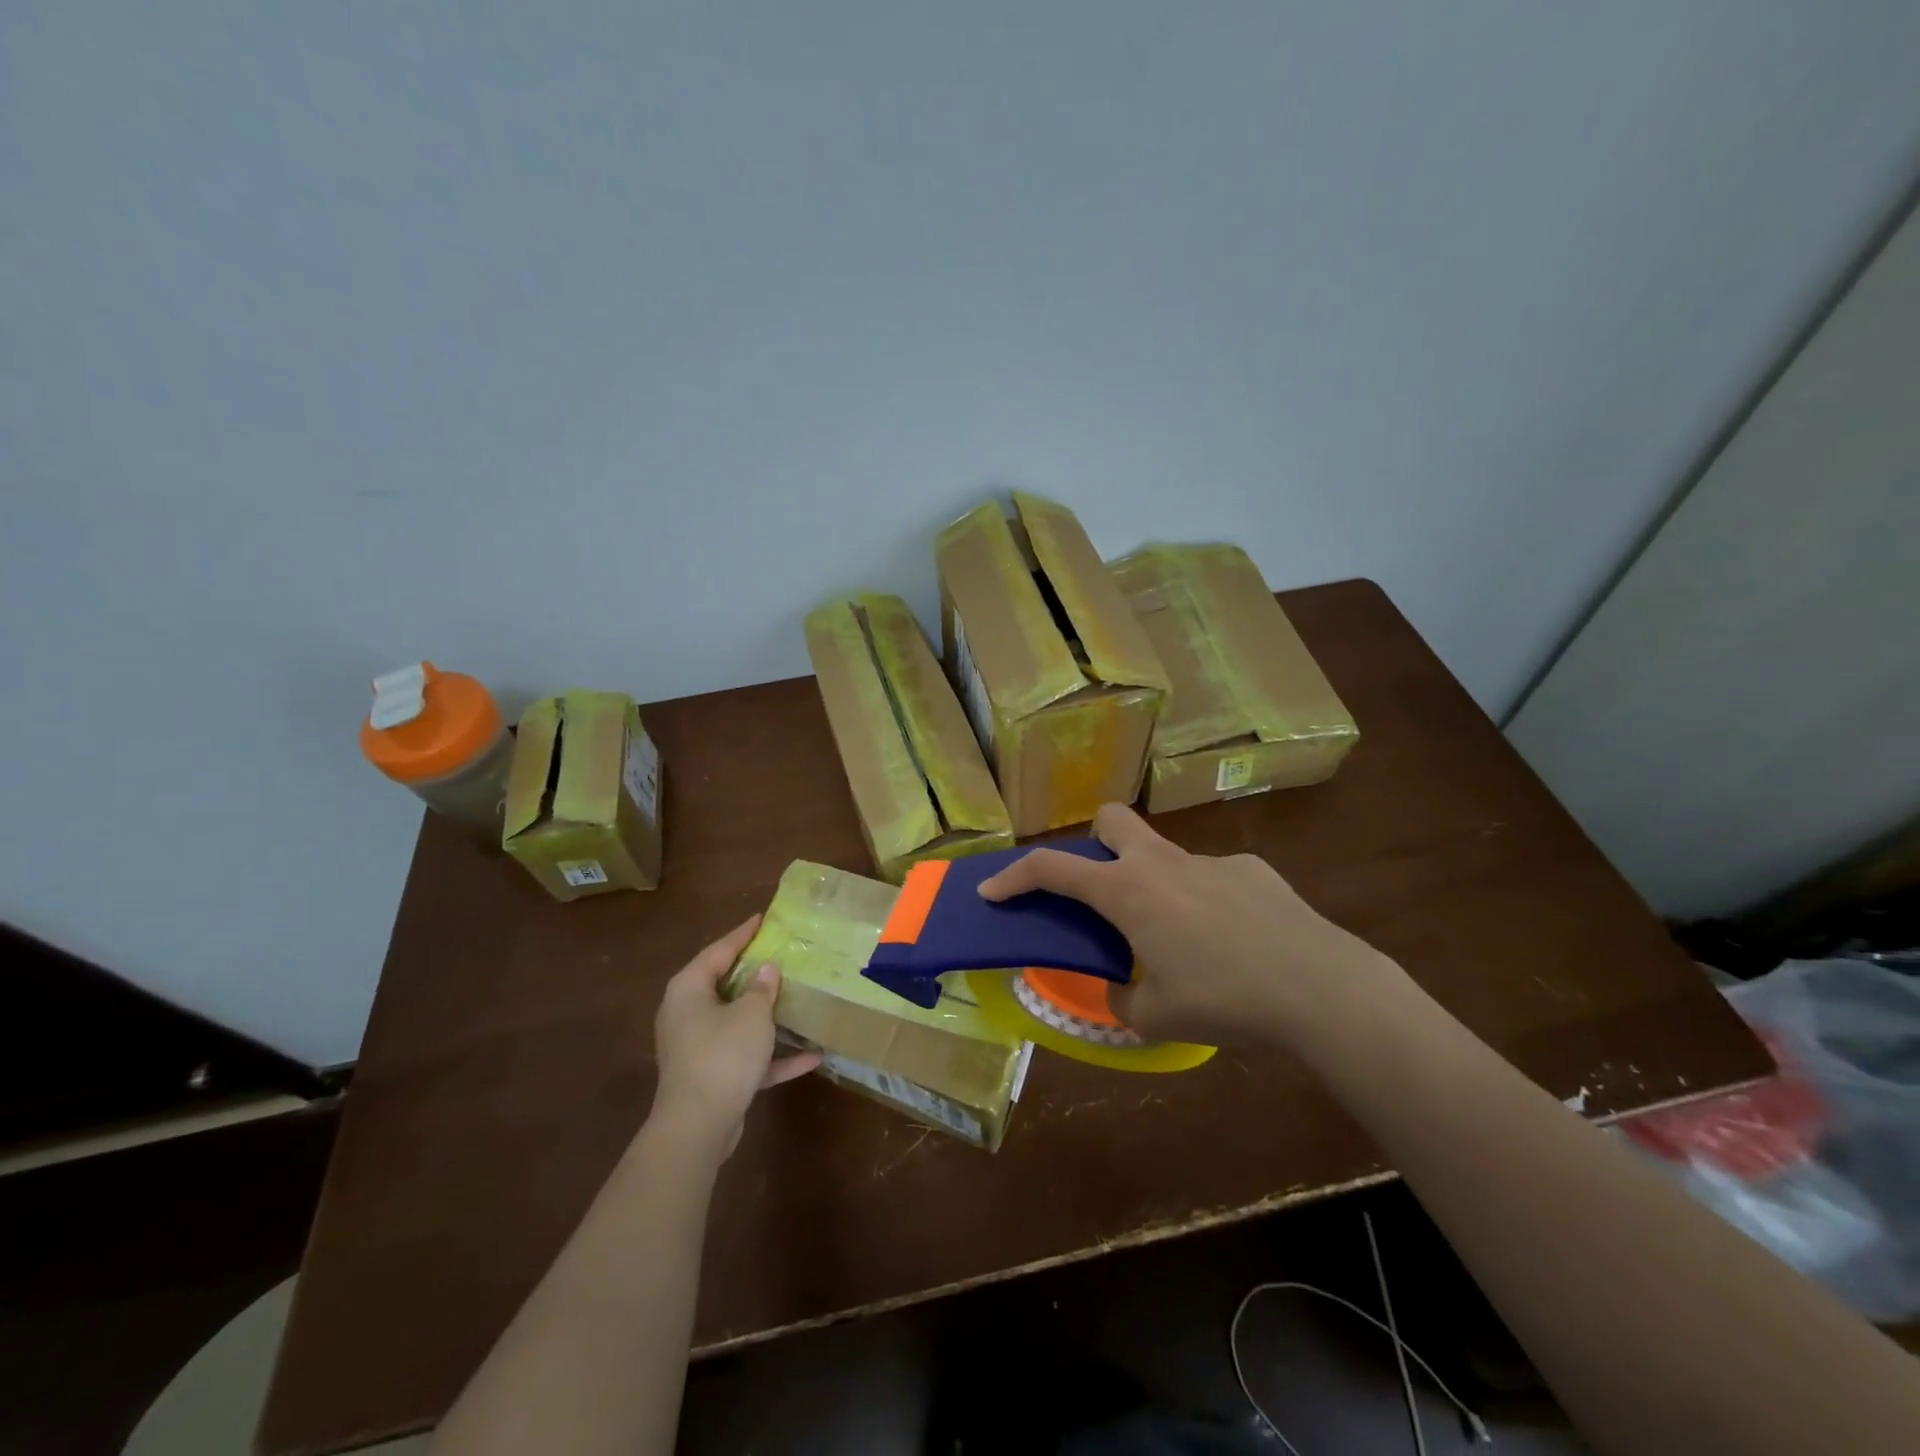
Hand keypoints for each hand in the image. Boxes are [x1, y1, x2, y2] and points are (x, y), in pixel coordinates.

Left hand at [650, 916, 818, 1158]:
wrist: (697, 1126)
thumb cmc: (722, 1054)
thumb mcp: (752, 1013)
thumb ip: (762, 987)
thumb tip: (766, 969)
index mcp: (689, 989)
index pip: (718, 951)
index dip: (742, 934)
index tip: (763, 920)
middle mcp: (687, 1014)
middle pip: (725, 986)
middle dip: (755, 975)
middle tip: (782, 956)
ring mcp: (697, 1048)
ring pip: (736, 1023)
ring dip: (767, 1018)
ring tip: (797, 1002)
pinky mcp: (712, 1078)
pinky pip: (746, 1058)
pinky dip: (772, 1057)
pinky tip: (811, 1058)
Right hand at [978, 804, 1400, 1047]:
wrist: (1317, 989)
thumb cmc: (1223, 999)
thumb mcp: (1156, 1016)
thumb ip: (1125, 997)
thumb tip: (1123, 987)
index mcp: (1128, 891)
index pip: (1052, 868)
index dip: (1014, 877)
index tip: (991, 890)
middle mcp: (1162, 863)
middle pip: (1110, 820)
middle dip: (1093, 843)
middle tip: (1102, 891)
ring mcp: (1209, 860)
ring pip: (1164, 854)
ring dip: (1154, 884)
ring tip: (1179, 938)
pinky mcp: (1252, 870)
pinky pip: (1211, 878)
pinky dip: (1205, 902)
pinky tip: (1234, 941)